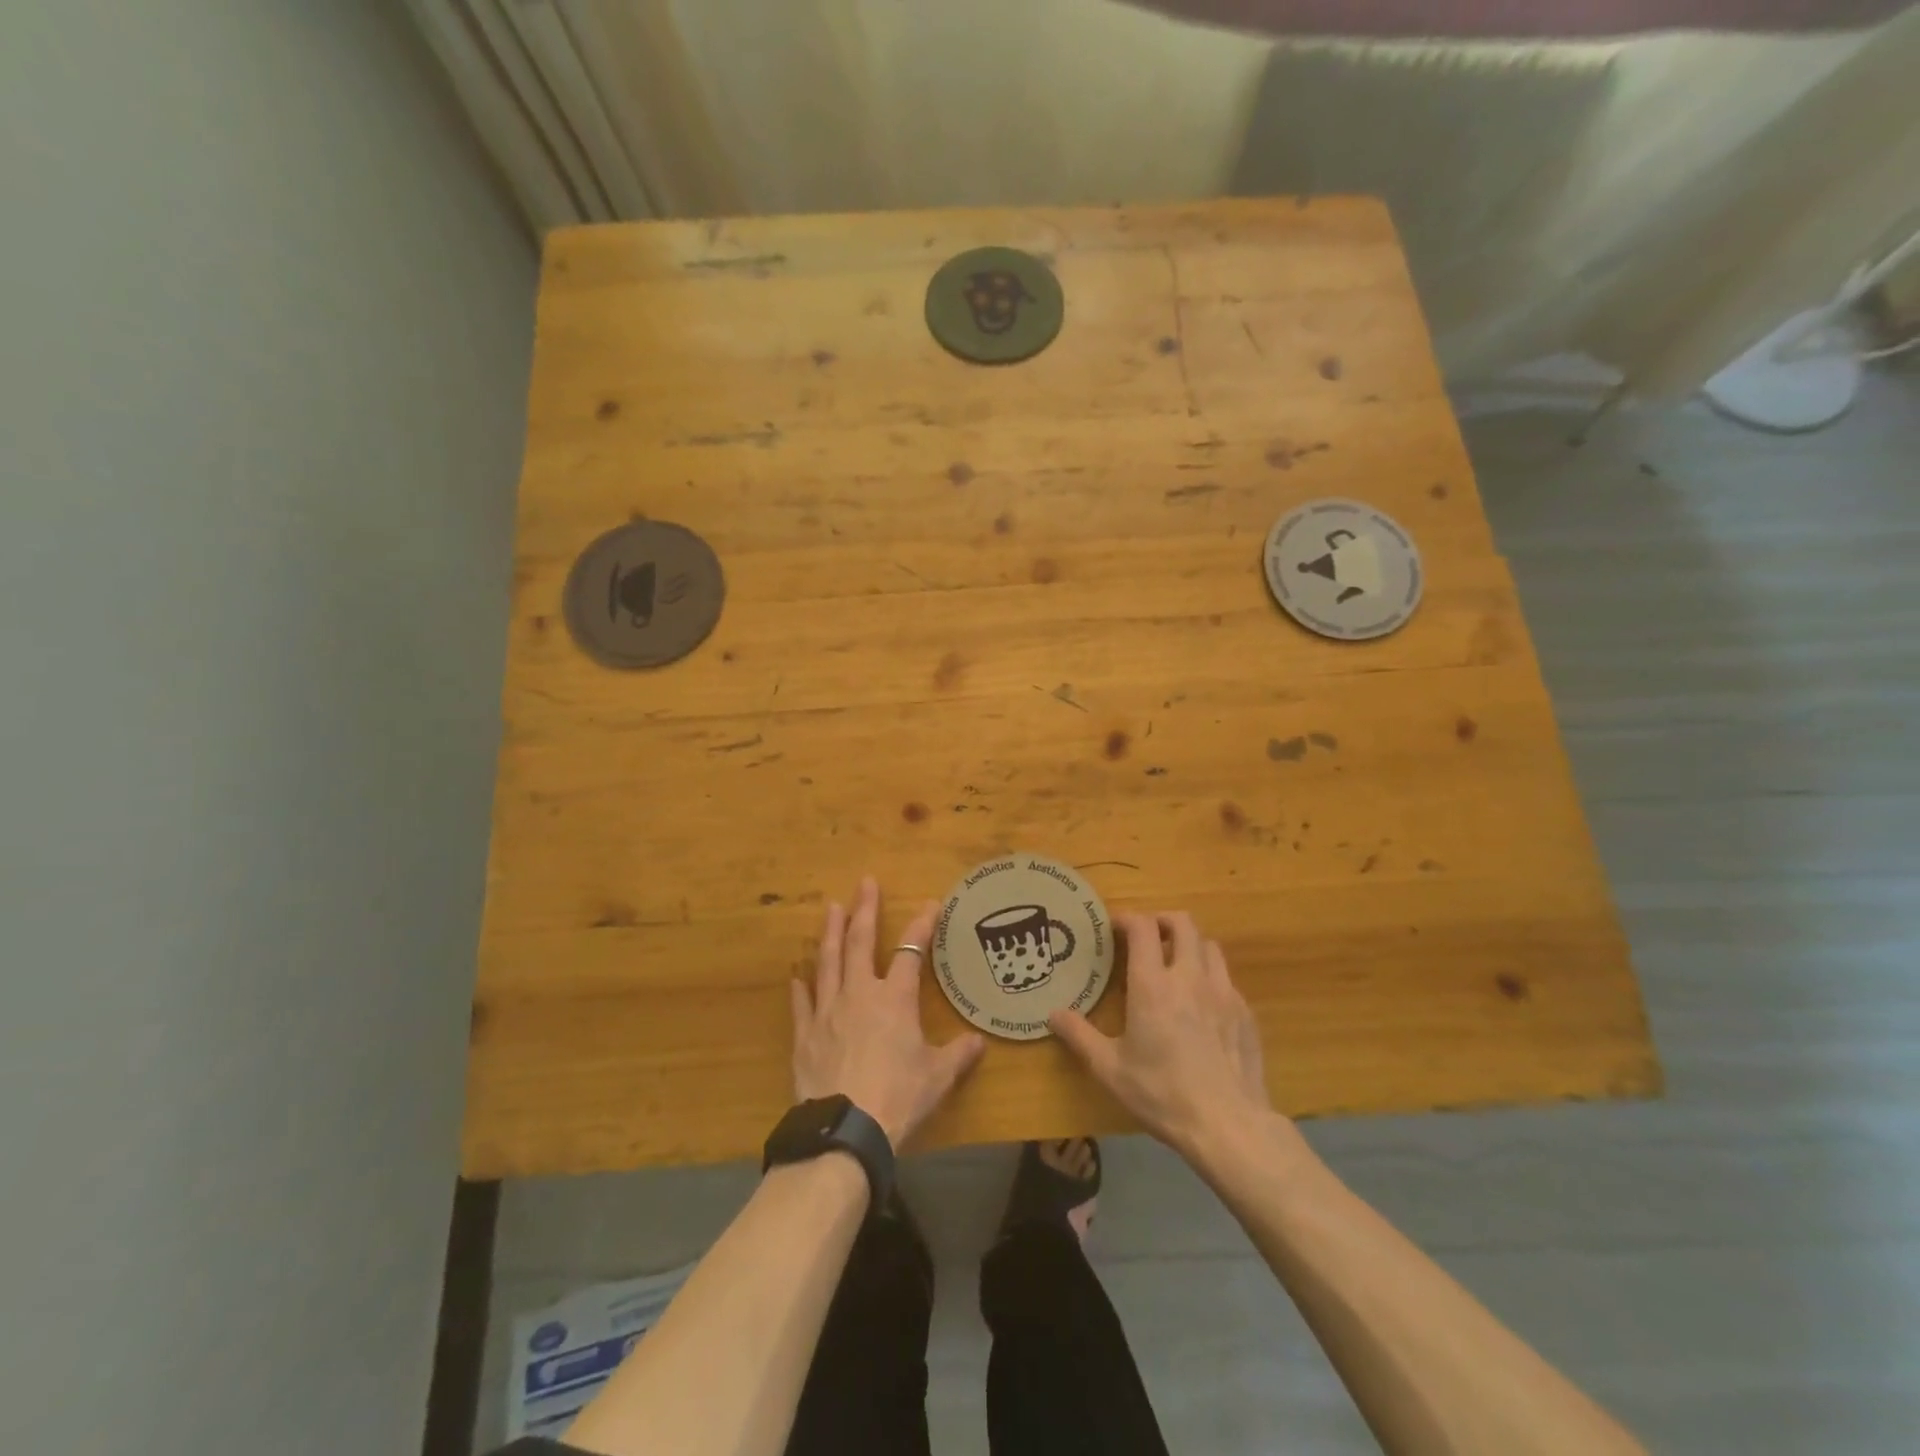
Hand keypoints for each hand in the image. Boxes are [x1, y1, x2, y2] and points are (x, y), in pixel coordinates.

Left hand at [791, 877, 985, 1149]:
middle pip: (860, 942)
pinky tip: (796, 975)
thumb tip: (979, 1042)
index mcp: (894, 999)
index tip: (930, 904)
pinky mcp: (805, 1035)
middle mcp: (859, 994)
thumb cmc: (898, 1098)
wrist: (846, 1131)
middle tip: (864, 882)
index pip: (910, 951)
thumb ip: (958, 1055)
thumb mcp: (937, 1078)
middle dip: (864, 910)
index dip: (922, 925)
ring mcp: (827, 1012)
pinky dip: (800, 987)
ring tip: (831, 908)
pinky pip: (802, 1003)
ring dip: (830, 932)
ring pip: (828, 962)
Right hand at [1050, 912, 1275, 1160]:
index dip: (1128, 919)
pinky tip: (1202, 1004)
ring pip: (1209, 946)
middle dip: (1162, 921)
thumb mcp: (1110, 1069)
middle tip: (1147, 937)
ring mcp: (1223, 992)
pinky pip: (1226, 979)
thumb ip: (1079, 1036)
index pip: (1143, 928)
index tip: (1115, 927)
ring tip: (1176, 964)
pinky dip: (1210, 977)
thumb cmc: (1163, 1094)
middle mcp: (1190, 977)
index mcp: (1153, 985)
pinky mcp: (1245, 1012)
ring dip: (1189, 945)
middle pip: (1182, 923)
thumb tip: (1052, 1014)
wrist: (1229, 1126)